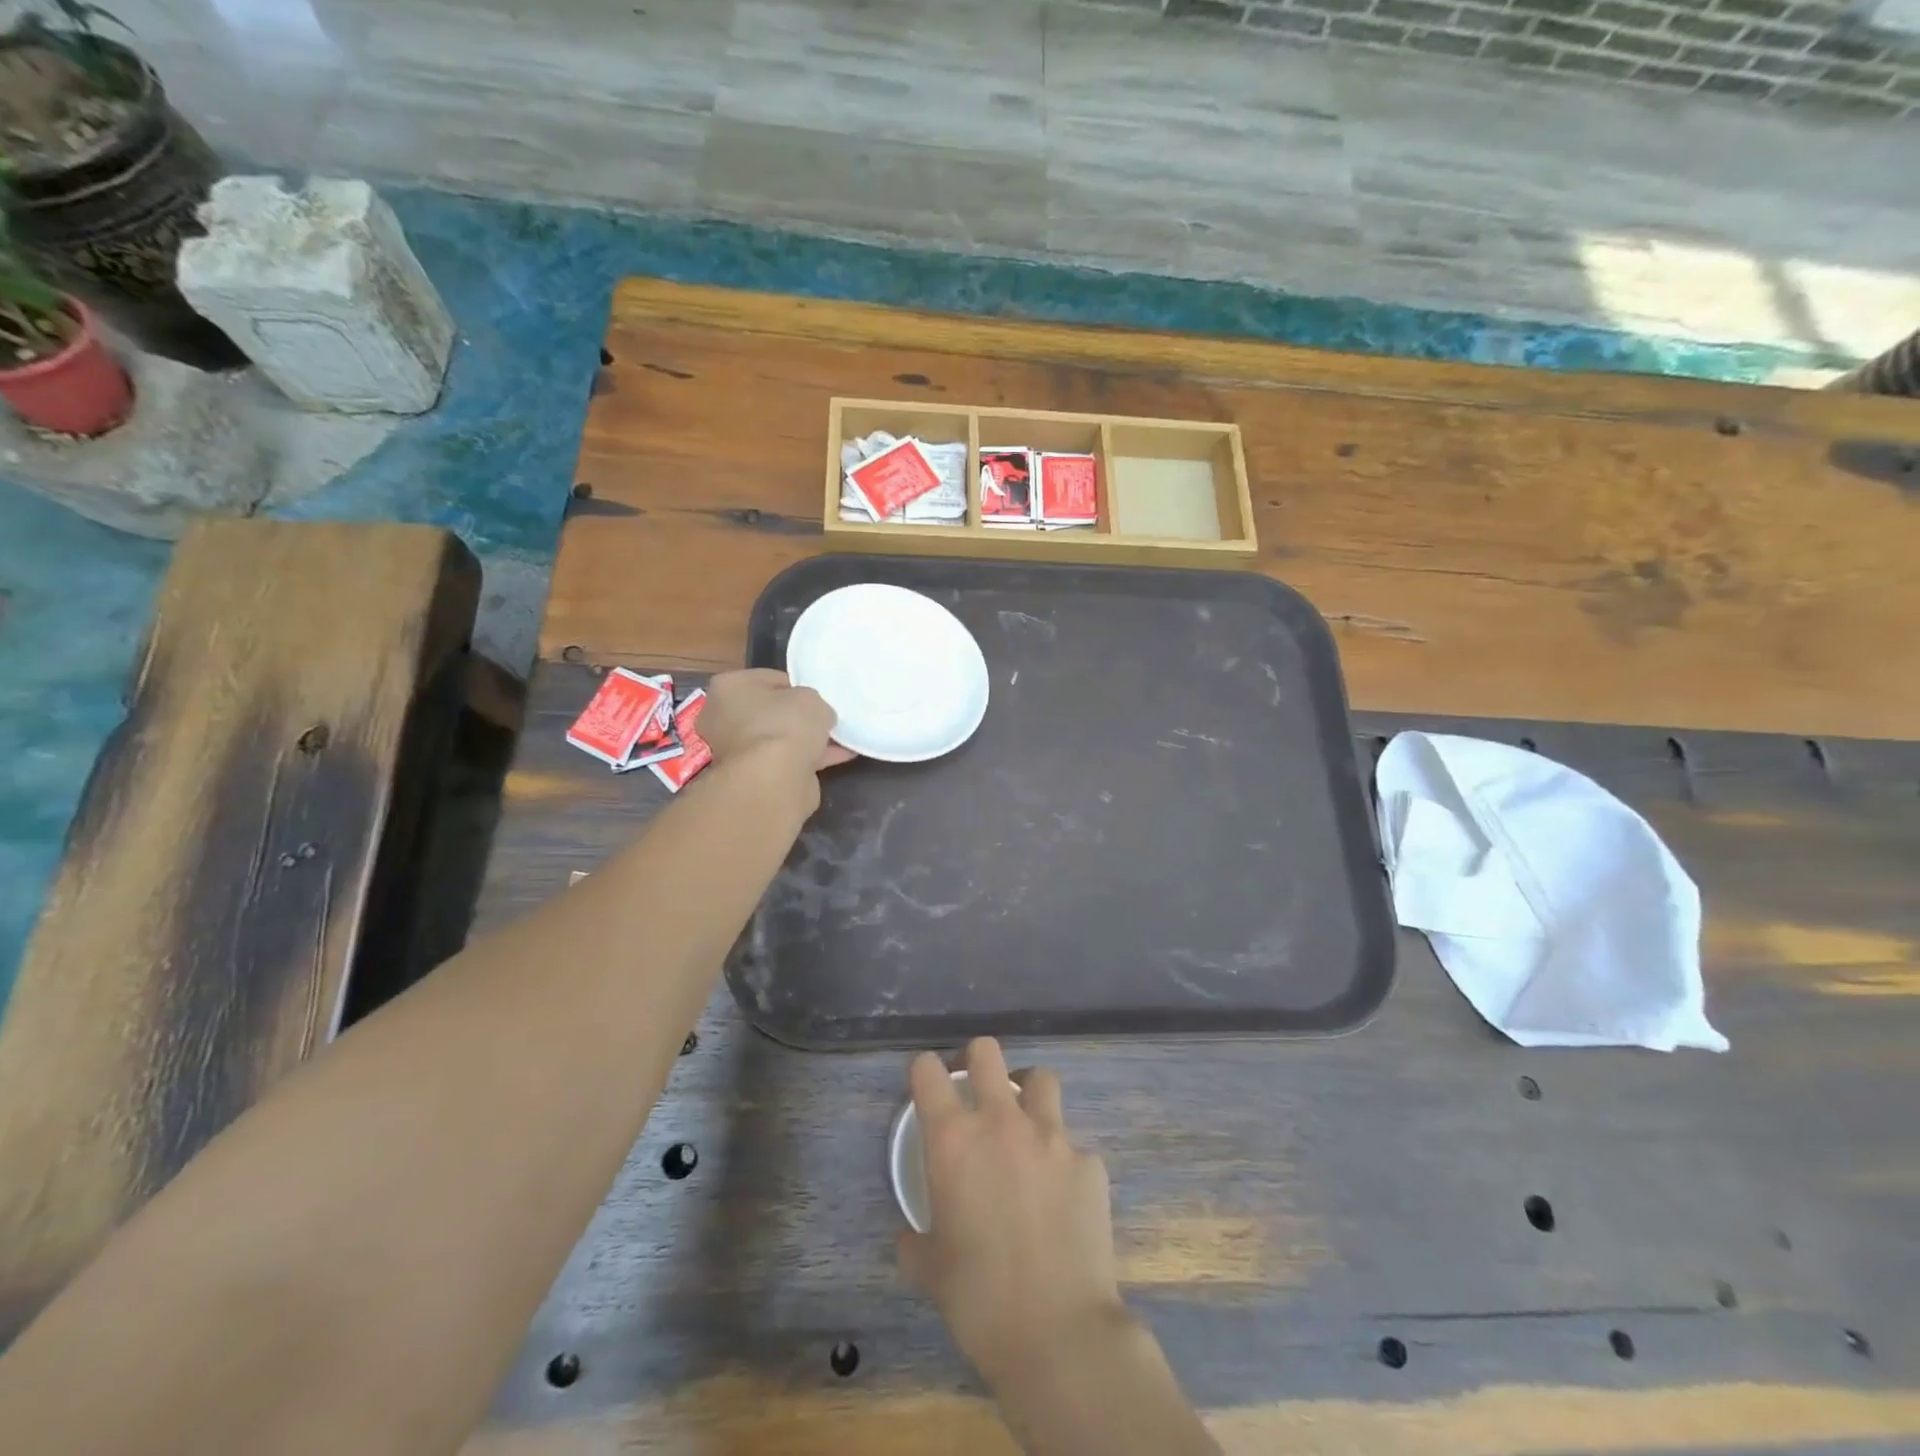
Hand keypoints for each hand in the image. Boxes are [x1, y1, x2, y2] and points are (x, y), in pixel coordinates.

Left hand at [698, 669, 855, 775]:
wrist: (773, 779)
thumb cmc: (785, 724)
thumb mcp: (811, 698)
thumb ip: (812, 702)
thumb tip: (815, 716)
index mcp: (729, 686)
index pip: (770, 679)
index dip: (797, 687)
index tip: (817, 698)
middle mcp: (723, 717)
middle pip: (770, 711)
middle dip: (797, 717)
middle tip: (825, 719)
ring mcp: (735, 750)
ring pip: (778, 739)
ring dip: (805, 740)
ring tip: (839, 740)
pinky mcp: (751, 776)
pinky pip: (785, 761)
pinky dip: (809, 759)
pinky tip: (838, 757)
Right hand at [898, 1038, 1125, 1387]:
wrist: (1058, 1333)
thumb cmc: (979, 1300)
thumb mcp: (930, 1269)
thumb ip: (916, 1240)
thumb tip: (911, 1236)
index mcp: (953, 1139)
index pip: (927, 1070)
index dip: (924, 1072)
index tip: (928, 1089)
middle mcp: (1000, 1121)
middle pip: (986, 1050)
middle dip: (977, 1060)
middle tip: (976, 1090)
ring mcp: (1051, 1135)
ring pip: (1041, 1078)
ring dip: (1029, 1094)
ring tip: (1027, 1126)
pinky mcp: (1089, 1161)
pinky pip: (1073, 1144)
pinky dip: (1064, 1160)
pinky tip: (1063, 1196)